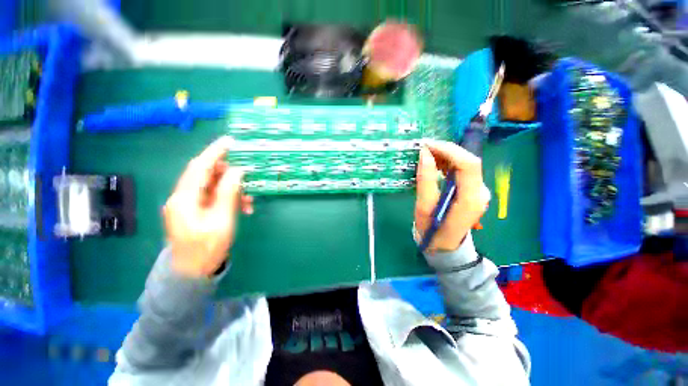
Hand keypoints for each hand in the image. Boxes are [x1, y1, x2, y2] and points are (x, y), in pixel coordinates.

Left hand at [163, 137, 253, 277]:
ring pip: (212, 186)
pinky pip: (213, 197)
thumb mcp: (222, 220)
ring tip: (249, 200)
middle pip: (206, 175)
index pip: (200, 167)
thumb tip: (237, 172)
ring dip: (232, 189)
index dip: (215, 152)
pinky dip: (229, 199)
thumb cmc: (207, 248)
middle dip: (229, 174)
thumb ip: (228, 194)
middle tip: (247, 176)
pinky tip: (243, 207)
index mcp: (184, 199)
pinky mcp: (195, 210)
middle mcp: (183, 197)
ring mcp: (188, 204)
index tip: (230, 141)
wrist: (192, 272)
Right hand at [415, 140, 490, 251]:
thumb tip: (424, 154)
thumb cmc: (432, 230)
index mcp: (471, 198)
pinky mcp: (473, 190)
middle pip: (468, 161)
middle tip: (423, 149)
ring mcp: (479, 190)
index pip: (468, 164)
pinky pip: (462, 170)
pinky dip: (448, 162)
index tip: (426, 146)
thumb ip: (426, 180)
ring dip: (446, 155)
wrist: (444, 245)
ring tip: (426, 155)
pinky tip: (435, 163)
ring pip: (466, 163)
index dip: (448, 150)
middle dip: (445, 150)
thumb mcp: (424, 207)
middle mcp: (481, 192)